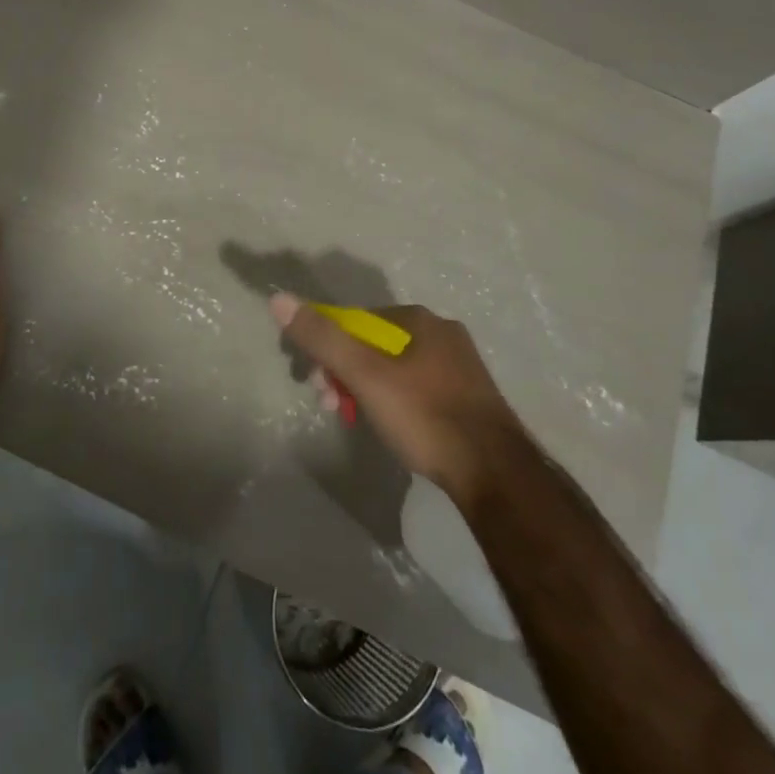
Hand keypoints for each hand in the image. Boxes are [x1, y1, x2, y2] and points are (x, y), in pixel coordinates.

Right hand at [271, 293, 529, 506]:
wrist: (495, 474)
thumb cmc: (425, 416)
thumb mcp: (365, 374)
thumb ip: (322, 338)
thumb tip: (279, 299)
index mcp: (419, 319)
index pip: (356, 320)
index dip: (327, 347)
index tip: (314, 381)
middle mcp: (442, 333)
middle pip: (375, 344)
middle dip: (345, 371)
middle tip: (331, 405)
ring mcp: (459, 367)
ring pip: (395, 369)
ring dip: (365, 388)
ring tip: (354, 420)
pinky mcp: (468, 400)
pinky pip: (417, 389)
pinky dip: (393, 402)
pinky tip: (390, 428)